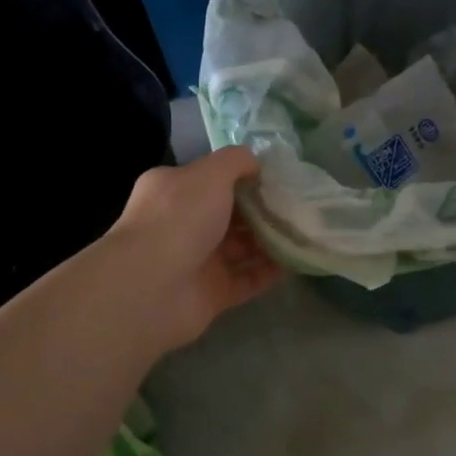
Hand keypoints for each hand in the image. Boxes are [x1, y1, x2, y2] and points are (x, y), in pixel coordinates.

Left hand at [106, 146, 282, 350]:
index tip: (278, 179)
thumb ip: (236, 161)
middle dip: (262, 210)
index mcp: (174, 191)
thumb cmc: (179, 218)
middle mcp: (182, 224)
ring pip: (240, 248)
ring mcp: (196, 261)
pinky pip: (246, 279)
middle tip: (298, 207)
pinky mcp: (211, 294)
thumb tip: (255, 164)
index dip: (244, 177)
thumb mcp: (210, 173)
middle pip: (230, 214)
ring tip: (305, 232)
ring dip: (270, 241)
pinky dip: (269, 272)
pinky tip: (295, 262)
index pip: (212, 179)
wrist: (151, 287)